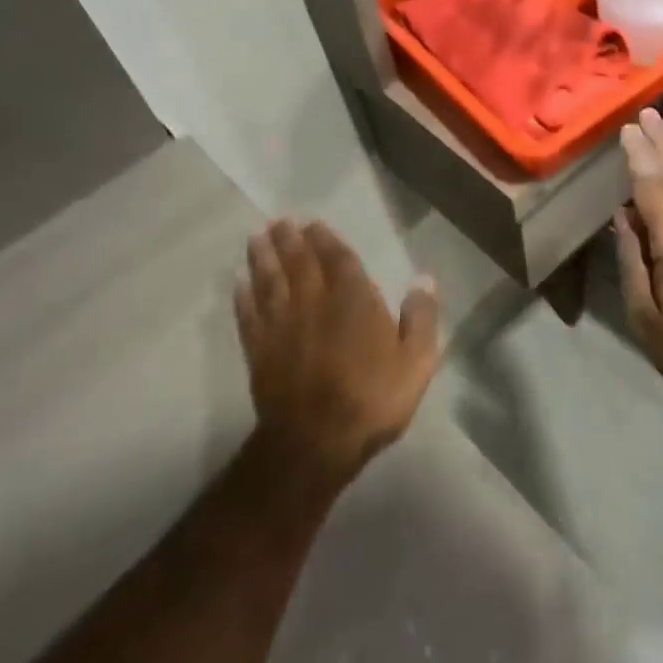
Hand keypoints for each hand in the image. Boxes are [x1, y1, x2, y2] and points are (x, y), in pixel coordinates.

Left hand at [234, 219, 440, 488]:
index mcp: (353, 302)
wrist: (317, 442)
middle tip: (279, 221)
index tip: (313, 223)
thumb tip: (424, 278)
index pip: (338, 260)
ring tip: (256, 237)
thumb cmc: (373, 399)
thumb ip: (421, 317)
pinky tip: (239, 283)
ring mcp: (282, 326)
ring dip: (263, 258)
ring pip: (270, 282)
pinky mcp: (259, 351)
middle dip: (290, 240)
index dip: (326, 239)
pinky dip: (243, 297)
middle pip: (299, 263)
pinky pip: (248, 315)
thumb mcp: (416, 362)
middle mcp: (314, 304)